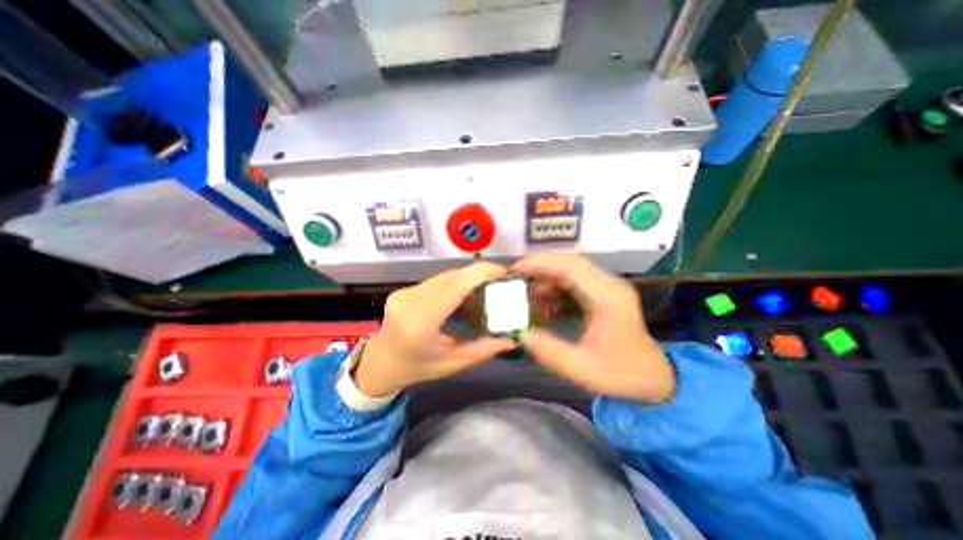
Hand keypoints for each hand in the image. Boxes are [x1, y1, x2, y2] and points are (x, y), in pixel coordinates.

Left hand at [352, 261, 519, 396]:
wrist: (379, 364)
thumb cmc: (416, 368)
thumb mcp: (453, 363)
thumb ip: (484, 349)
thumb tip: (513, 338)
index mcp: (420, 322)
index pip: (453, 286)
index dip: (480, 274)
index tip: (503, 272)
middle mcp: (409, 301)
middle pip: (450, 277)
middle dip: (479, 274)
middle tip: (500, 281)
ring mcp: (404, 293)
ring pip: (444, 276)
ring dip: (468, 278)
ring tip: (487, 286)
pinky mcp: (404, 290)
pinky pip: (436, 281)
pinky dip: (455, 282)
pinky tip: (466, 292)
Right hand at [512, 255, 675, 401]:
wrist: (653, 376)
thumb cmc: (622, 374)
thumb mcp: (584, 370)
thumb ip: (551, 352)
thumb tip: (521, 333)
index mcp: (608, 299)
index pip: (572, 268)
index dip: (541, 264)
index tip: (516, 269)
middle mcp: (609, 285)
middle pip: (570, 262)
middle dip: (539, 264)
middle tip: (515, 275)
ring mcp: (607, 287)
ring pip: (570, 268)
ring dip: (545, 274)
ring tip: (523, 287)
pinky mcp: (601, 292)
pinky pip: (573, 280)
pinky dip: (552, 284)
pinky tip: (540, 298)